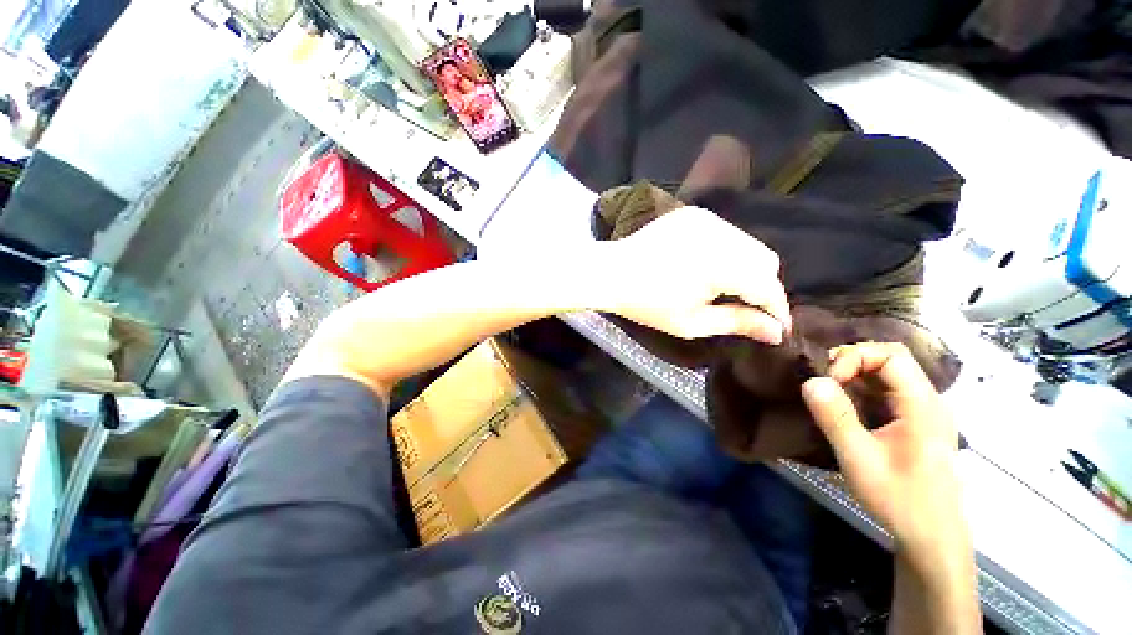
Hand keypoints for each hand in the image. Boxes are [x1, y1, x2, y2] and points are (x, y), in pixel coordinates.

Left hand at [596, 206, 791, 343]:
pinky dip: (727, 252)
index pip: (768, 286)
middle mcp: (721, 233)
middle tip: (744, 309)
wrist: (611, 273)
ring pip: (748, 244)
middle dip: (763, 287)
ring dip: (746, 268)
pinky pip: (727, 234)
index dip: (777, 309)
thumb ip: (737, 323)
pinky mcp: (694, 215)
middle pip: (766, 260)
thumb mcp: (691, 322)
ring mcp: (707, 219)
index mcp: (721, 264)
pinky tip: (706, 267)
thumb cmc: (647, 304)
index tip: (777, 329)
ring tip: (723, 289)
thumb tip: (776, 332)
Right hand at [801, 343, 964, 554]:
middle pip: (891, 358)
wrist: (932, 536)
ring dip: (855, 374)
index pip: (892, 356)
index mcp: (923, 406)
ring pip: (889, 373)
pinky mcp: (916, 421)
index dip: (855, 358)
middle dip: (852, 362)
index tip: (829, 381)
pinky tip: (845, 405)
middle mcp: (928, 400)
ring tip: (829, 392)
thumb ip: (836, 417)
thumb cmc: (899, 499)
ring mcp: (924, 410)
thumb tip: (810, 380)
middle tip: (824, 382)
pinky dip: (862, 388)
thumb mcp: (859, 459)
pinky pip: (888, 390)